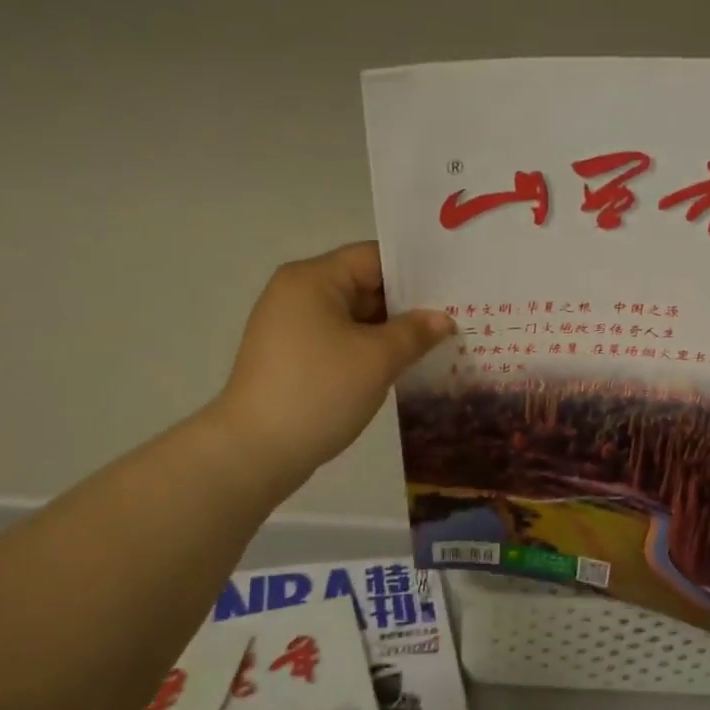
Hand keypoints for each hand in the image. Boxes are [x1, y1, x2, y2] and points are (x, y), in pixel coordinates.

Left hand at [211, 242, 454, 490]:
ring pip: (353, 317)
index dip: (415, 272)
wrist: (255, 452)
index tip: (453, 288)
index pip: (374, 258)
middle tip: (455, 318)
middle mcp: (297, 294)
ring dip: (390, 331)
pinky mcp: (291, 358)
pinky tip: (401, 366)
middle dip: (407, 304)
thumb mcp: (377, 359)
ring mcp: (291, 328)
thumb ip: (416, 332)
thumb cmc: (319, 391)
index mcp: (313, 279)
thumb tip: (443, 319)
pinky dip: (368, 350)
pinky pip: (339, 342)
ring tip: (437, 344)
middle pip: (363, 285)